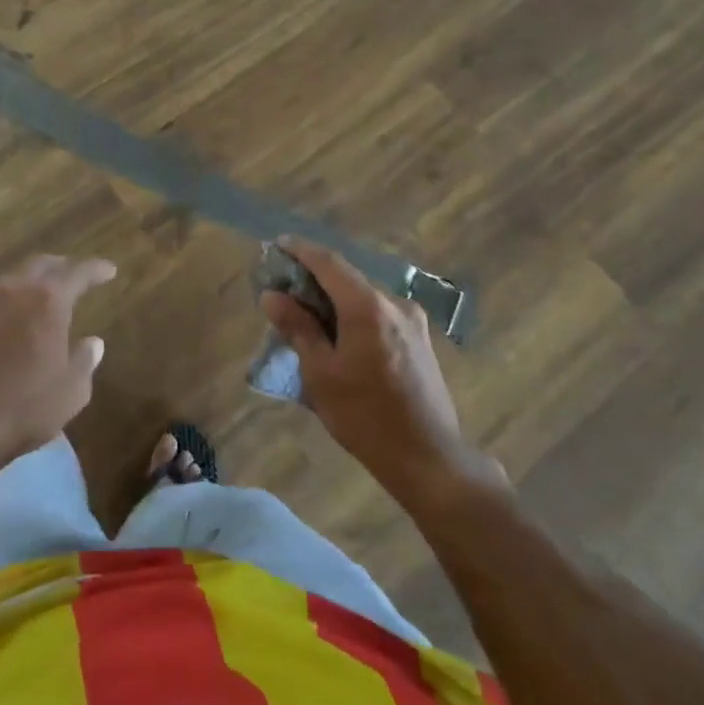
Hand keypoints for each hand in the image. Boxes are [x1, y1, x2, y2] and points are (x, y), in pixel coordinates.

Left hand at [0, 253, 117, 467]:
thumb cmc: (25, 407)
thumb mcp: (71, 391)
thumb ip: (85, 361)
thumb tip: (93, 342)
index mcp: (48, 301)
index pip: (78, 272)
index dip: (96, 269)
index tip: (110, 271)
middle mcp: (17, 292)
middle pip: (42, 264)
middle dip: (63, 265)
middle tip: (79, 275)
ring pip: (17, 278)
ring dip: (36, 279)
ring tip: (50, 293)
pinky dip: (17, 298)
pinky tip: (21, 317)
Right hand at [260, 239, 504, 501]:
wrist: (430, 459)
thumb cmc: (365, 416)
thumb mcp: (321, 374)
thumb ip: (298, 328)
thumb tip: (273, 296)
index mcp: (368, 307)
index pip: (329, 263)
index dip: (301, 251)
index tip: (278, 245)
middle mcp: (395, 305)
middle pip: (348, 279)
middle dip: (315, 279)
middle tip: (285, 288)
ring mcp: (413, 323)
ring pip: (364, 298)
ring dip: (335, 300)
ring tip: (308, 316)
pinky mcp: (422, 342)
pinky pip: (380, 316)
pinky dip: (355, 316)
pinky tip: (340, 337)